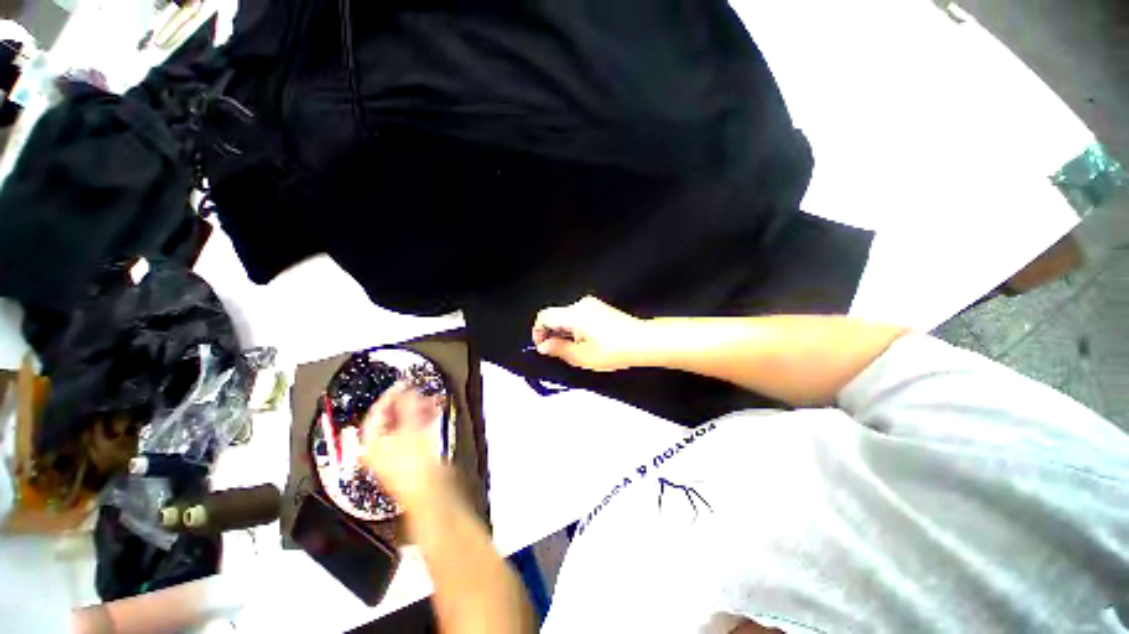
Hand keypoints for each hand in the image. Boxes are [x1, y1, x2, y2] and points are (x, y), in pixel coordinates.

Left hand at [360, 383, 447, 508]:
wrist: (431, 491)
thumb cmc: (413, 467)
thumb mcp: (409, 430)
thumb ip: (407, 407)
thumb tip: (405, 390)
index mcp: (372, 444)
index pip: (376, 413)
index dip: (389, 396)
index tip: (402, 384)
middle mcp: (380, 448)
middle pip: (391, 418)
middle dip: (406, 402)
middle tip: (418, 391)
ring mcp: (397, 452)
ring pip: (405, 423)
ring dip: (417, 410)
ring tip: (430, 399)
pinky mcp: (413, 455)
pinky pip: (416, 430)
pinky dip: (424, 419)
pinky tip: (433, 411)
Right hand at [532, 296, 649, 371]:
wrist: (643, 342)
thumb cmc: (614, 350)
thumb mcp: (582, 356)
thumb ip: (558, 349)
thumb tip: (544, 346)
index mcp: (574, 315)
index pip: (544, 317)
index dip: (538, 332)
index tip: (542, 347)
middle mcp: (581, 305)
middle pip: (556, 316)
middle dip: (552, 334)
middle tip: (558, 353)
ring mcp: (592, 305)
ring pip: (568, 317)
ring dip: (565, 332)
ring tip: (576, 350)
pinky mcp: (600, 308)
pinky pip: (580, 316)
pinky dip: (576, 328)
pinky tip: (587, 343)